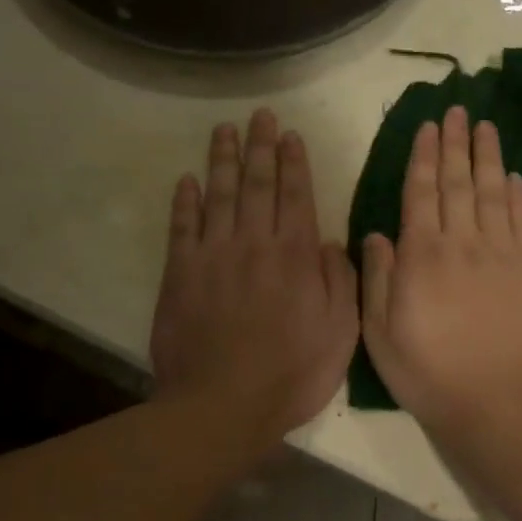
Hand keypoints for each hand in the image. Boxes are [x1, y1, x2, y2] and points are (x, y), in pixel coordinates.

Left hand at [150, 109, 359, 437]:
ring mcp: (213, 255)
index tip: (290, 135)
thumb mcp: (342, 333)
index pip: (296, 196)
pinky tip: (187, 179)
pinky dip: (185, 200)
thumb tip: (332, 243)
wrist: (223, 405)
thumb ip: (340, 282)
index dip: (294, 163)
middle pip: (256, 183)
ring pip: (218, 194)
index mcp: (296, 256)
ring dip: (222, 159)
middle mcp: (255, 243)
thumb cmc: (292, 373)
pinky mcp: (180, 274)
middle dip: (260, 146)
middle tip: (259, 115)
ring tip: (224, 129)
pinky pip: (182, 227)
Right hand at [361, 105, 521, 433]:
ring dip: (488, 156)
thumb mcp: (380, 333)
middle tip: (457, 110)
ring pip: (494, 191)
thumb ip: (378, 278)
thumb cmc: (429, 372)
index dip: (424, 155)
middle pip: (458, 182)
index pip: (421, 192)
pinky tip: (514, 175)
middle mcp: (463, 242)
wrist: (496, 400)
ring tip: (486, 126)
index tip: (428, 126)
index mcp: (422, 254)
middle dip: (455, 143)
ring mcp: (503, 252)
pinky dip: (519, 194)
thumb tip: (377, 233)